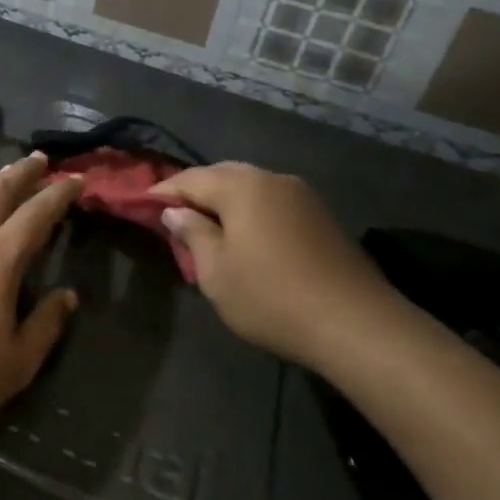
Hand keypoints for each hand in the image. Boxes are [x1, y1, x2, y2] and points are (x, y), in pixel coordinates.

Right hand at [150, 162, 393, 367]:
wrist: (357, 324)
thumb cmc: (272, 297)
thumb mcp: (217, 272)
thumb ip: (193, 234)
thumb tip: (175, 212)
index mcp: (241, 186)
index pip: (191, 179)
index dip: (164, 191)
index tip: (142, 203)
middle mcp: (271, 179)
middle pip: (223, 175)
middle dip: (196, 191)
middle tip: (173, 212)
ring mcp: (301, 195)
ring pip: (251, 186)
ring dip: (226, 200)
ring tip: (208, 224)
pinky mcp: (322, 215)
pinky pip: (273, 201)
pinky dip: (252, 210)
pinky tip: (247, 234)